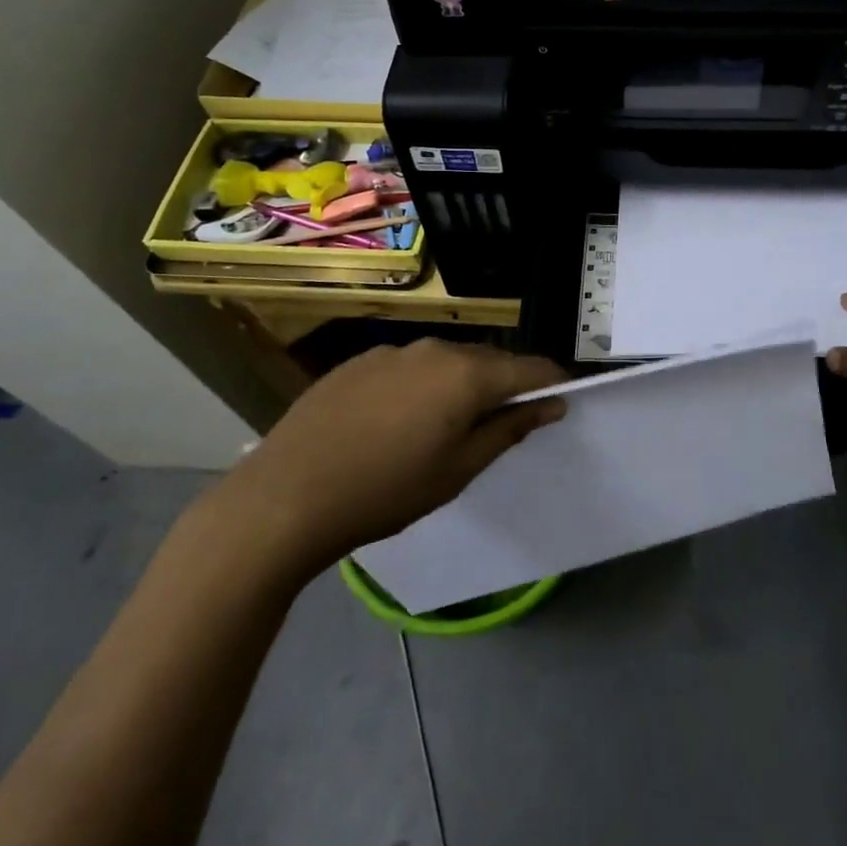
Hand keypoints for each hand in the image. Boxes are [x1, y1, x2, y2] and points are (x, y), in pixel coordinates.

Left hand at [203, 339, 567, 580]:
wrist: (285, 495)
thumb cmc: (385, 491)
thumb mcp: (458, 471)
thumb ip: (508, 430)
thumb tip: (550, 405)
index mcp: (466, 374)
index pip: (529, 368)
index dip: (551, 383)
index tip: (561, 402)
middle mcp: (435, 349)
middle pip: (488, 361)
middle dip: (505, 386)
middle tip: (505, 424)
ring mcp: (393, 352)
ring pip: (447, 362)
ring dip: (461, 385)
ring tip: (447, 427)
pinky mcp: (359, 361)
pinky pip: (409, 367)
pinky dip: (421, 386)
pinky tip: (397, 423)